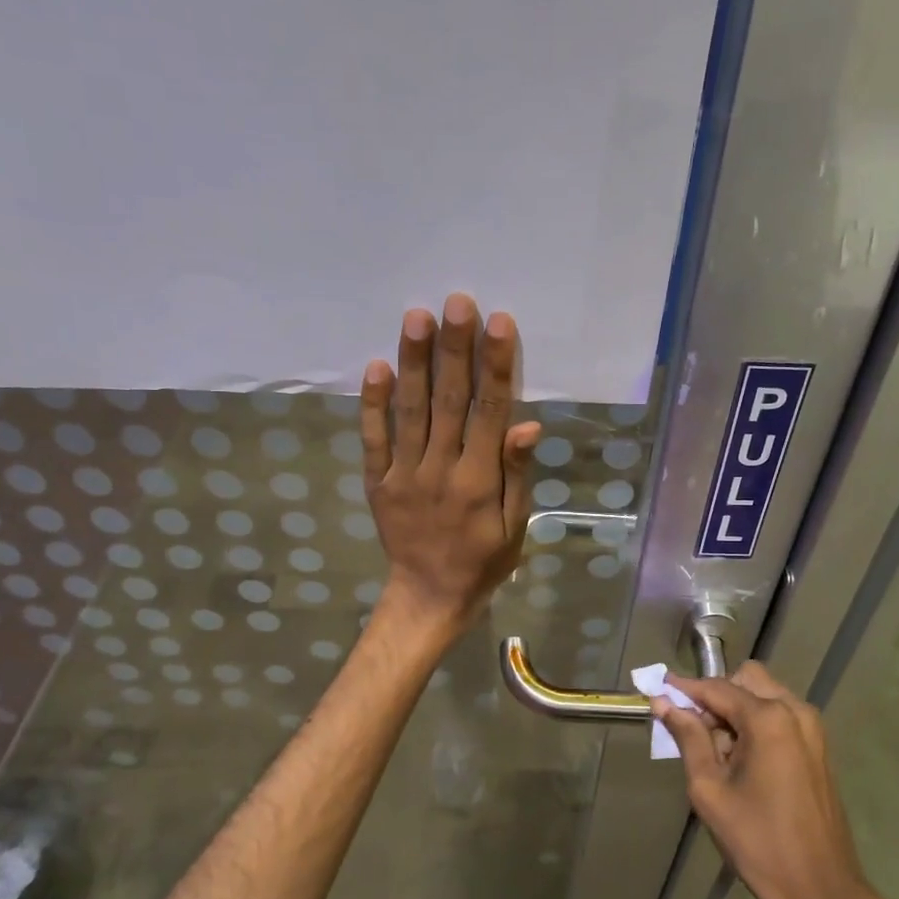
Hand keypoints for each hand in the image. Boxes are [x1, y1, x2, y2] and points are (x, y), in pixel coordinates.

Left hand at [360, 294, 540, 638]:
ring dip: (413, 363)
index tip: (498, 323)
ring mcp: (402, 474)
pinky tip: (375, 366)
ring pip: (409, 411)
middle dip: (453, 349)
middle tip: (455, 301)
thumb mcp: (515, 527)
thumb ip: (517, 475)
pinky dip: (372, 403)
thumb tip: (526, 426)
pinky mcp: (376, 482)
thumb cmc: (483, 562)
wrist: (428, 598)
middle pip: (448, 401)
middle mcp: (440, 469)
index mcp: (479, 481)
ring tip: (416, 317)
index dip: (495, 365)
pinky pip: (372, 439)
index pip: (490, 412)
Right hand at [652, 662, 892, 898]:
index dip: (684, 688)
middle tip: (694, 730)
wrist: (820, 890)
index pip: (716, 688)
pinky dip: (756, 723)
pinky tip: (743, 761)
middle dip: (716, 696)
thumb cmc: (758, 841)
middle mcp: (795, 711)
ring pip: (764, 695)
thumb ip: (688, 738)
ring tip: (718, 752)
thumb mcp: (710, 789)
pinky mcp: (819, 747)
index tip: (656, 691)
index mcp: (768, 718)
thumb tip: (664, 703)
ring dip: (737, 710)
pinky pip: (780, 716)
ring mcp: (813, 728)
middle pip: (745, 680)